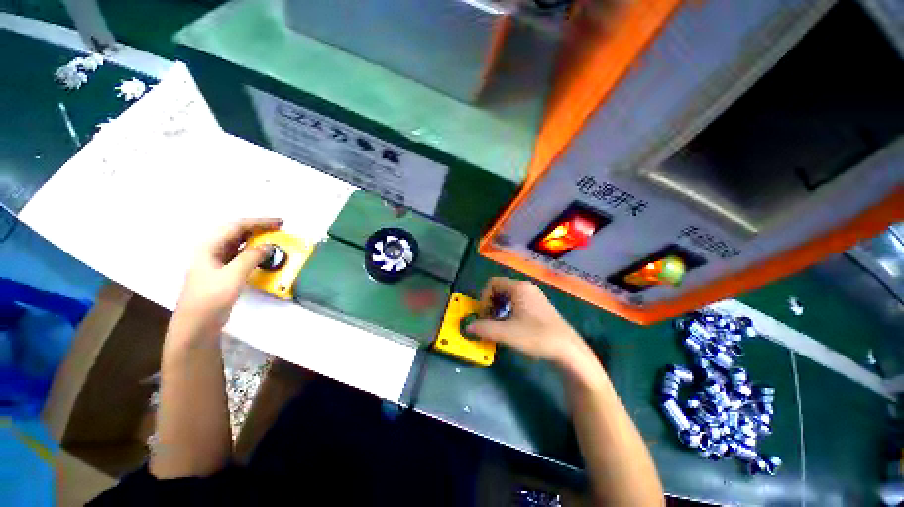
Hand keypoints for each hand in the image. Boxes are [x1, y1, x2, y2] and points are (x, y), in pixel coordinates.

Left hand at [169, 218, 282, 343]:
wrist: (196, 324)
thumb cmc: (211, 298)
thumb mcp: (233, 276)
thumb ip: (251, 258)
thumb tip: (269, 246)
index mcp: (209, 247)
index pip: (236, 226)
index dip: (259, 222)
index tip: (280, 223)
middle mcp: (212, 250)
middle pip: (236, 232)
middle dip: (258, 228)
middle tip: (279, 229)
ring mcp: (217, 262)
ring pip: (239, 244)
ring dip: (257, 239)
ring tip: (274, 239)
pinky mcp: (223, 272)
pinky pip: (241, 255)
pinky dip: (254, 252)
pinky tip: (263, 255)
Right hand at [466, 278, 587, 366]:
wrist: (568, 350)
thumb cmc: (536, 337)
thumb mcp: (506, 333)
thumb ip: (484, 328)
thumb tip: (468, 326)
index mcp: (519, 288)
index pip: (493, 283)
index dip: (483, 298)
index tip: (483, 315)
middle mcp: (527, 288)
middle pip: (500, 289)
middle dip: (491, 304)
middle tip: (489, 321)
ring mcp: (535, 297)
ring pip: (509, 297)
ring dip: (499, 309)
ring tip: (499, 326)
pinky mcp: (540, 307)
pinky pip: (518, 304)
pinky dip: (509, 312)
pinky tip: (512, 327)